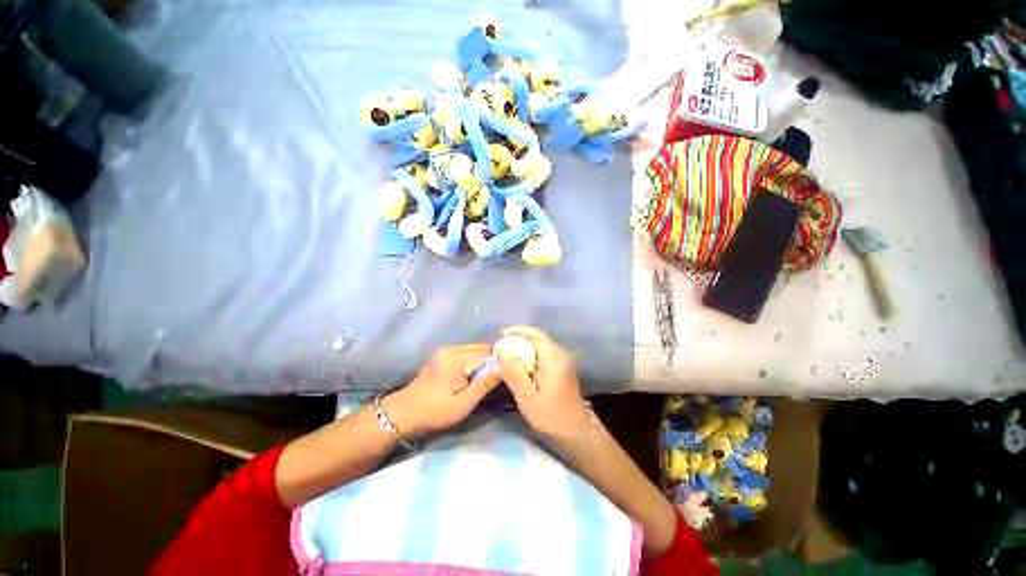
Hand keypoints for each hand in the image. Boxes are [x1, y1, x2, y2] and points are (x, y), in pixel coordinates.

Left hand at [385, 344, 500, 437]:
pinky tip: (473, 376)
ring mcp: (446, 351)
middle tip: (497, 380)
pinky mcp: (443, 356)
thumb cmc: (434, 412)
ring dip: (483, 361)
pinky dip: (473, 361)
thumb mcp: (462, 404)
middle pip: (482, 348)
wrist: (403, 414)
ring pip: (474, 350)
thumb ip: (484, 384)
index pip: (488, 353)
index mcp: (457, 359)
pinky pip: (465, 353)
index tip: (507, 376)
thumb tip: (504, 367)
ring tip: (486, 379)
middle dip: (492, 361)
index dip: (499, 364)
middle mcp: (452, 350)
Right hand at [494, 326, 591, 439]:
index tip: (501, 334)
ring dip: (525, 347)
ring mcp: (563, 360)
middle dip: (519, 339)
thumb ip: (513, 371)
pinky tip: (522, 365)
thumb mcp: (527, 396)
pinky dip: (531, 354)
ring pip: (541, 345)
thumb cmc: (550, 415)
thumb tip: (501, 349)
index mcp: (553, 358)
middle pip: (538, 338)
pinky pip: (544, 353)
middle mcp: (561, 354)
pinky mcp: (563, 366)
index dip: (517, 331)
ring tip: (508, 355)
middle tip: (501, 347)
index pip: (535, 334)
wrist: (576, 430)